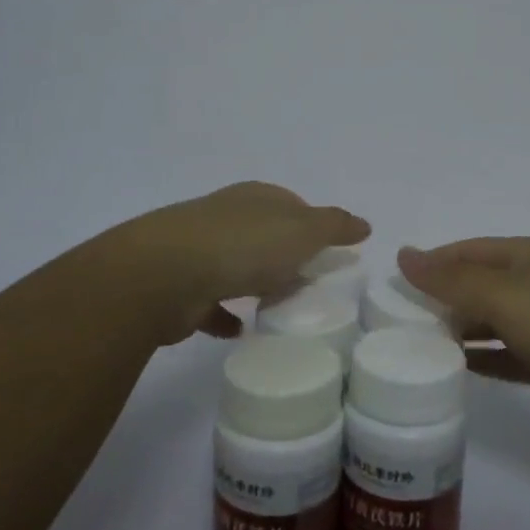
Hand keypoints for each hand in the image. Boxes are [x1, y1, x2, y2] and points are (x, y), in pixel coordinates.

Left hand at [106, 182, 368, 341]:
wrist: (165, 274)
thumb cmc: (244, 245)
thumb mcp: (302, 231)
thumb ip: (334, 227)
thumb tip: (364, 224)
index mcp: (256, 198)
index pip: (290, 204)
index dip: (311, 223)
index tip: (327, 249)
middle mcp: (226, 217)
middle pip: (262, 234)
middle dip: (283, 253)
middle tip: (307, 280)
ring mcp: (199, 251)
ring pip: (236, 266)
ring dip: (254, 282)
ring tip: (278, 306)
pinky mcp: (181, 288)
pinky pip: (210, 303)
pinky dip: (225, 315)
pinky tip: (240, 332)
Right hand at [397, 238, 529, 429]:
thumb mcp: (504, 297)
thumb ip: (452, 281)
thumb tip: (404, 254)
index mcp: (523, 256)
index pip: (465, 253)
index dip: (430, 265)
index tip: (393, 289)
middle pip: (478, 287)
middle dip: (442, 301)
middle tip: (399, 326)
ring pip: (493, 323)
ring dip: (462, 332)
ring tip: (420, 349)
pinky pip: (511, 355)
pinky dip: (487, 360)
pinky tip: (460, 371)